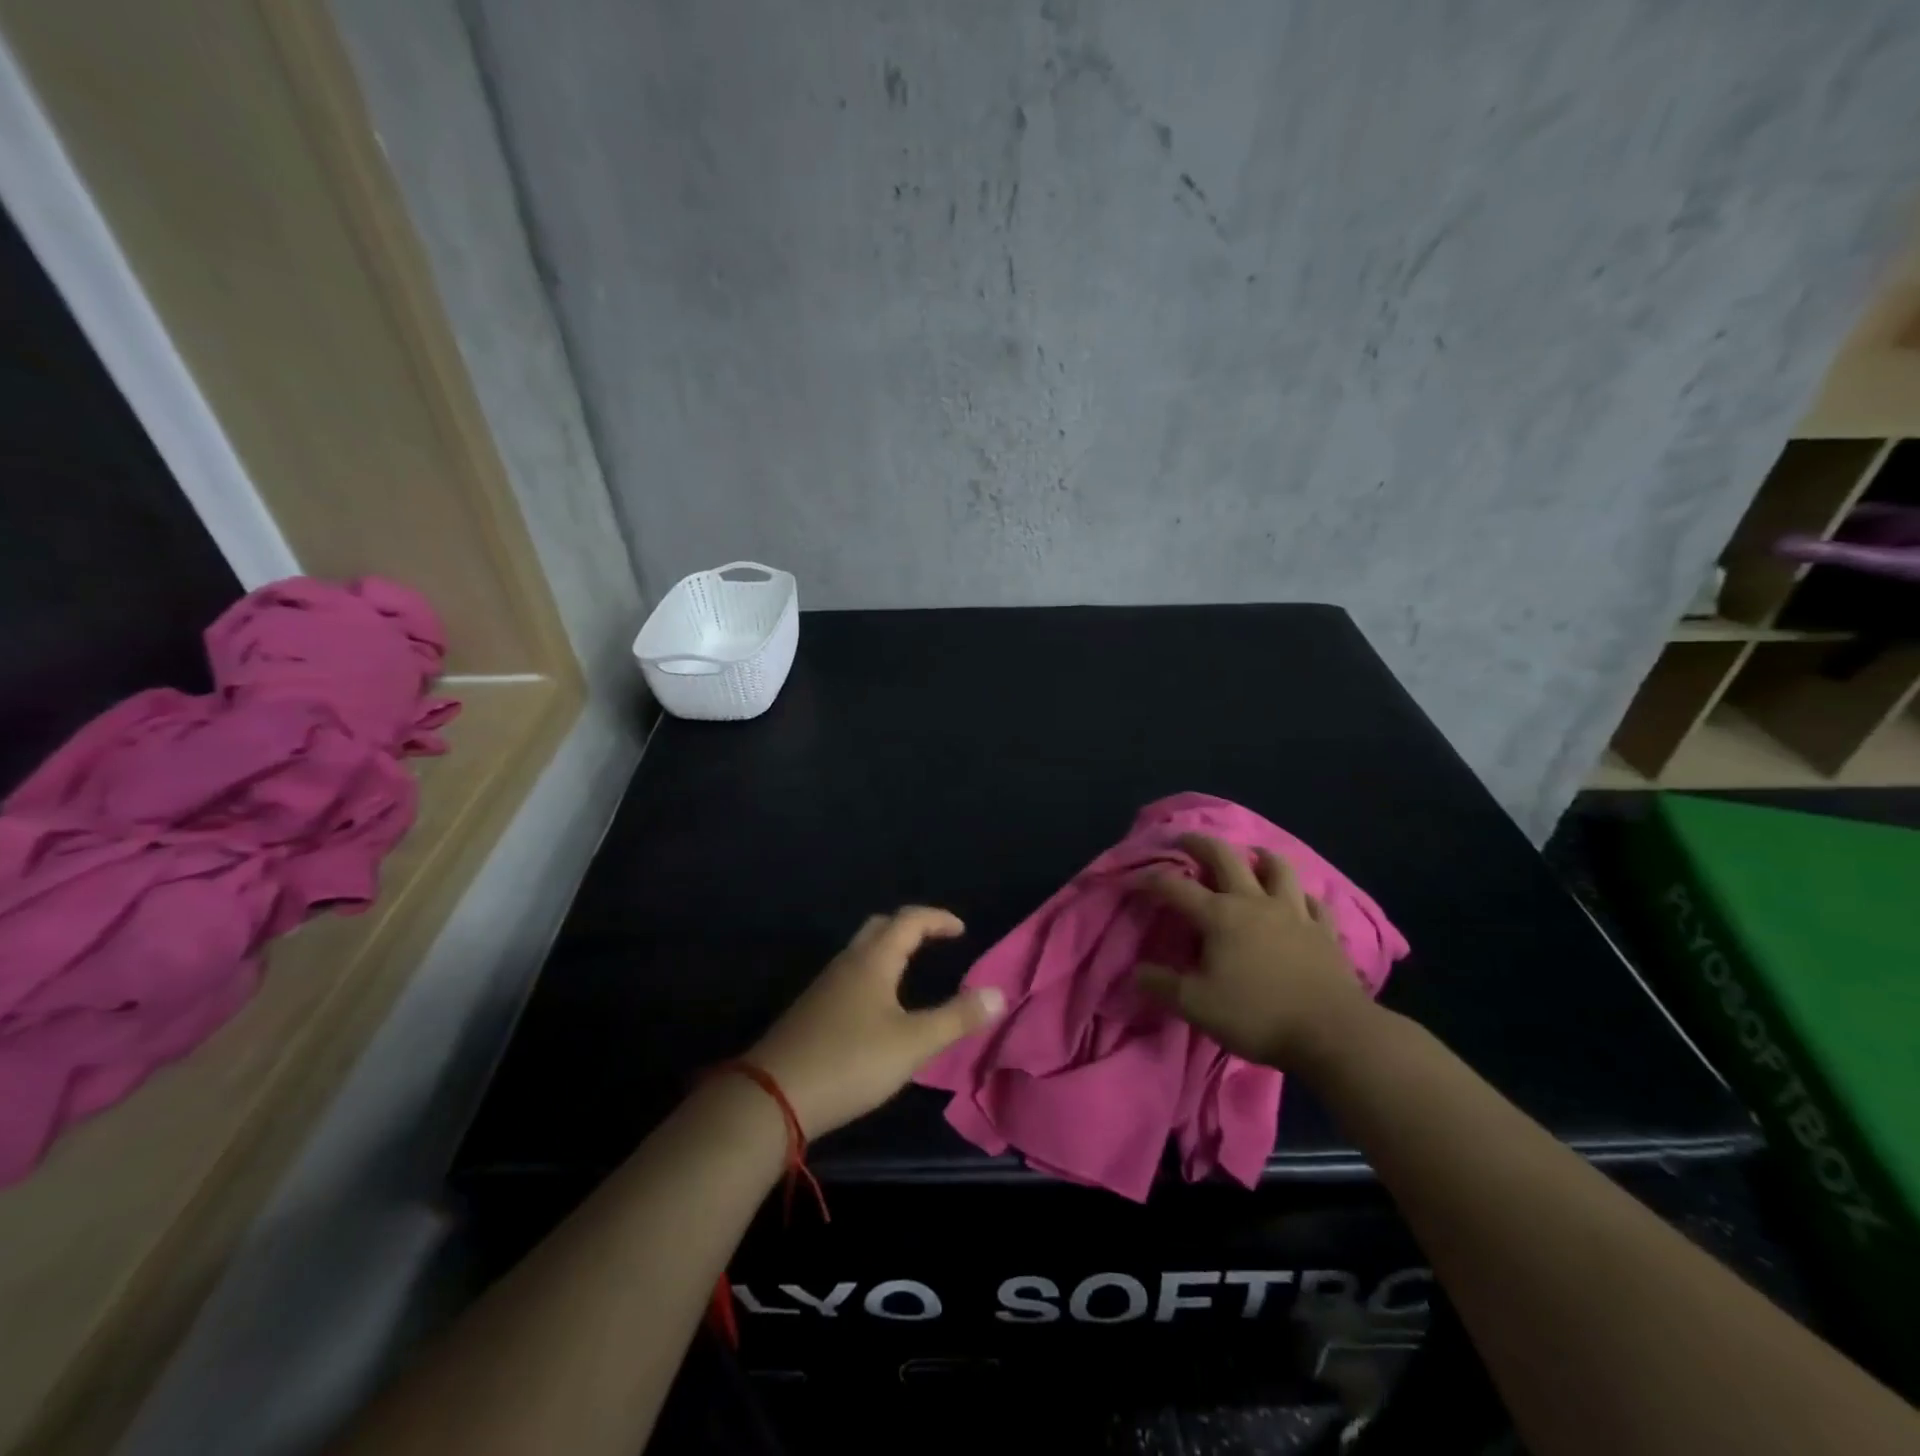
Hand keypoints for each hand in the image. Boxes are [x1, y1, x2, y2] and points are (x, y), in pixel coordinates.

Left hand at [748, 907, 1005, 1137]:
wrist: (773, 1096)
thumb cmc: (851, 1062)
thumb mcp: (913, 1044)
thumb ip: (956, 1018)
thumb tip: (999, 994)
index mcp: (873, 960)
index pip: (909, 920)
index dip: (938, 919)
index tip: (961, 930)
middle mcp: (847, 963)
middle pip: (880, 927)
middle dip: (910, 927)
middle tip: (935, 941)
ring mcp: (824, 986)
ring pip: (861, 951)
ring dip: (889, 950)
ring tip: (912, 970)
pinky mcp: (812, 1010)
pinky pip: (849, 974)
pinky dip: (873, 973)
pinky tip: (878, 1005)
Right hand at [1135, 834, 1377, 1069]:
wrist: (1332, 1033)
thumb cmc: (1257, 1015)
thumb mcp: (1196, 1006)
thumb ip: (1162, 985)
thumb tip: (1136, 972)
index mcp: (1219, 915)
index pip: (1175, 887)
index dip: (1150, 879)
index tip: (1133, 878)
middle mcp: (1254, 902)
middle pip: (1225, 858)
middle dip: (1200, 843)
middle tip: (1186, 839)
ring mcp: (1293, 913)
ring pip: (1277, 868)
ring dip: (1260, 857)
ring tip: (1251, 855)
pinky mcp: (1324, 931)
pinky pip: (1313, 902)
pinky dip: (1300, 896)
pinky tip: (1297, 900)